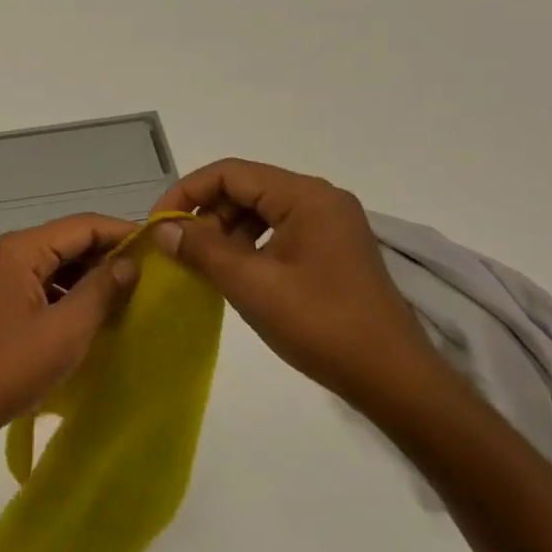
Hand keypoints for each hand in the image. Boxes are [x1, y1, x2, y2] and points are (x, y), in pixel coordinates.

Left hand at [0, 214, 139, 452]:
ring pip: (51, 264)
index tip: (158, 246)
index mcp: (18, 249)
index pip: (81, 225)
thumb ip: (101, 290)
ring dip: (86, 277)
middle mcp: (3, 253)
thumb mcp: (65, 330)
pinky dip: (64, 294)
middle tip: (147, 275)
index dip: (121, 232)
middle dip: (105, 256)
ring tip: (124, 297)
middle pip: (65, 241)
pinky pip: (36, 283)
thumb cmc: (8, 368)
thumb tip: (130, 262)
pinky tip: (88, 315)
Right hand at [149, 160, 450, 422]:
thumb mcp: (252, 285)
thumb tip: (162, 228)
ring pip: (261, 211)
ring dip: (225, 232)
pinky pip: (278, 232)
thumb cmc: (320, 325)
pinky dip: (249, 247)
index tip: (159, 224)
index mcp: (306, 196)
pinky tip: (235, 275)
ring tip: (204, 266)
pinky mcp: (332, 249)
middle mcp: (320, 199)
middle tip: (180, 251)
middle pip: (246, 188)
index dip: (187, 192)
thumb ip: (203, 249)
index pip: (230, 173)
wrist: (393, 379)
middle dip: (206, 214)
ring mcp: (330, 224)